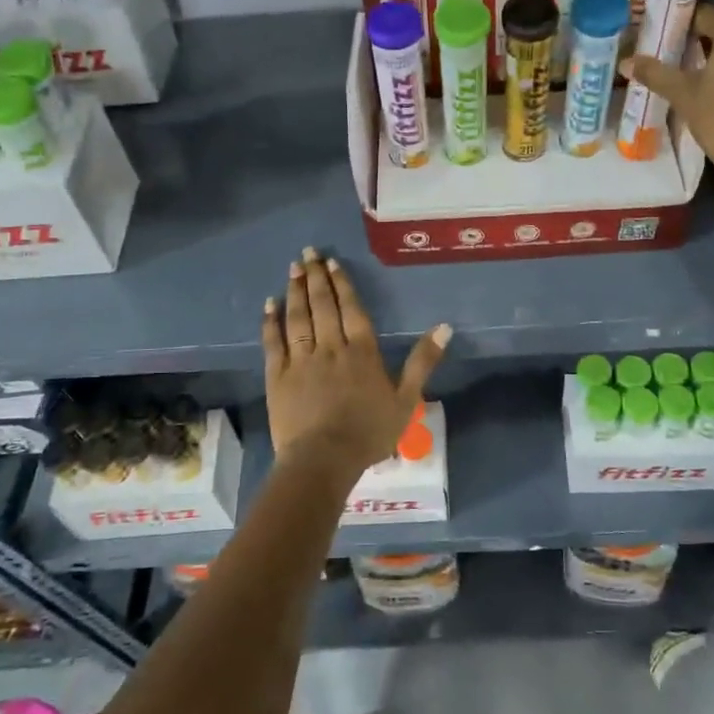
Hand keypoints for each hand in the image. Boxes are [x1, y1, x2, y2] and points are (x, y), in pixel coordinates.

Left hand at [262, 247, 450, 490]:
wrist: (324, 459)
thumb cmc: (369, 433)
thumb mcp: (407, 399)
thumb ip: (423, 361)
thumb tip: (445, 327)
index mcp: (362, 352)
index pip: (351, 309)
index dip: (342, 284)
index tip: (332, 263)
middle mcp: (331, 347)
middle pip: (323, 305)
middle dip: (316, 277)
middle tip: (308, 253)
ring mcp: (302, 360)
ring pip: (298, 317)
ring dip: (295, 291)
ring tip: (293, 268)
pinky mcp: (278, 376)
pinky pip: (273, 342)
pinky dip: (271, 322)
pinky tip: (268, 304)